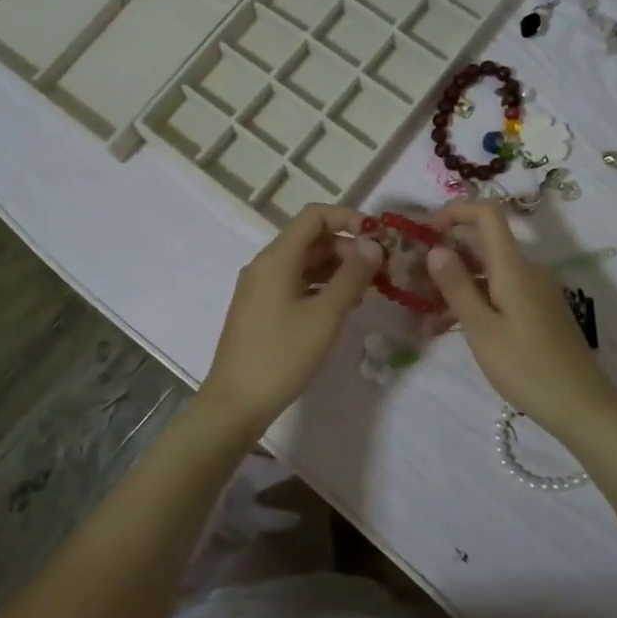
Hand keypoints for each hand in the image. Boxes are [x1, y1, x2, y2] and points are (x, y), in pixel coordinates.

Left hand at [197, 205, 382, 434]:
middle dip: (347, 247)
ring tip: (368, 289)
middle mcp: (265, 265)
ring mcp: (260, 287)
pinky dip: (321, 286)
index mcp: (276, 258)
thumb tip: (372, 244)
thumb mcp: (325, 315)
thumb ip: (351, 276)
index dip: (348, 218)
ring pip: (304, 262)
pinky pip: (295, 283)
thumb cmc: (282, 355)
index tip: (378, 238)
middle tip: (380, 270)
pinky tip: (342, 305)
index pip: (314, 216)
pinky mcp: (261, 309)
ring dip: (336, 268)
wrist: (236, 402)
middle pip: (310, 239)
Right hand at [425, 200, 616, 442]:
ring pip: (488, 273)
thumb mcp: (481, 328)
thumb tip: (435, 248)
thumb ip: (456, 286)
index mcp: (513, 266)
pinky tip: (450, 330)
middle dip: (446, 257)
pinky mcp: (538, 310)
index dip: (454, 211)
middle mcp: (527, 270)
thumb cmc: (526, 366)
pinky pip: (500, 293)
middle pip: (483, 244)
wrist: (582, 406)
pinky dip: (474, 303)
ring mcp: (535, 290)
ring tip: (424, 319)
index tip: (425, 231)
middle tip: (415, 282)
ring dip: (456, 287)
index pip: (487, 213)